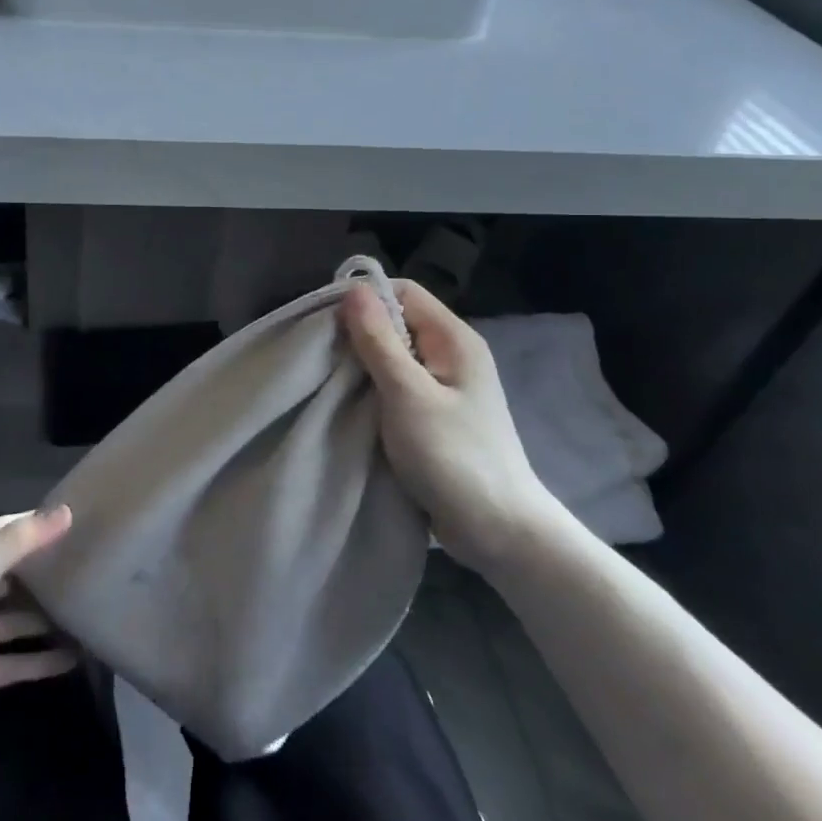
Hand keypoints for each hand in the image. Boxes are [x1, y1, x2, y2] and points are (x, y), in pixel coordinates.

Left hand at [0, 507, 76, 752]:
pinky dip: (42, 662)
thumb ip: (16, 544)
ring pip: (21, 620)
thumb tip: (64, 513)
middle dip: (49, 570)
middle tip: (93, 568)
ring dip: (50, 618)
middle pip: (18, 575)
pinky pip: (16, 663)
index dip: (37, 523)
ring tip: (92, 614)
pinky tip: (74, 662)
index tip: (77, 519)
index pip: (8, 531)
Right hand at [341, 280, 564, 573]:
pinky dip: (373, 390)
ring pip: (393, 357)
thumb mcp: (408, 394)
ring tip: (331, 380)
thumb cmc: (453, 456)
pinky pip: (397, 386)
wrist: (499, 531)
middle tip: (322, 355)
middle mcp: (452, 354)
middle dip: (358, 333)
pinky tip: (352, 404)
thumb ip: (379, 341)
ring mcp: (445, 387)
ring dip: (363, 365)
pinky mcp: (435, 415)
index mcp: (454, 339)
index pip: (403, 292)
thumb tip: (353, 289)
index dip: (364, 299)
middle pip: (396, 322)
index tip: (327, 322)